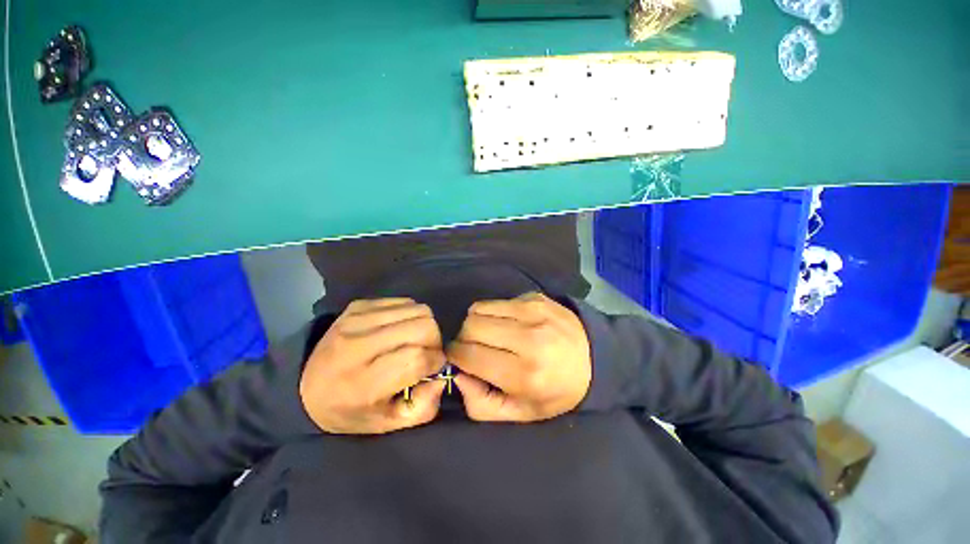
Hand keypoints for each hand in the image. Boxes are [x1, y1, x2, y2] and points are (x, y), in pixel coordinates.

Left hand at [300, 298, 446, 433]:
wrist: (304, 385)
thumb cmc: (348, 410)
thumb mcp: (386, 424)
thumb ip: (423, 407)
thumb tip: (442, 376)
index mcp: (362, 383)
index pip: (417, 358)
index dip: (435, 361)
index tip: (434, 367)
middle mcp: (358, 346)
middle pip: (422, 327)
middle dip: (434, 341)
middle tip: (427, 352)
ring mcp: (356, 319)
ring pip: (417, 309)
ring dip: (425, 326)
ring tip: (414, 340)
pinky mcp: (358, 305)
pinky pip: (404, 301)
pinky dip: (411, 315)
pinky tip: (400, 329)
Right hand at [447, 293, 591, 421]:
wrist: (595, 358)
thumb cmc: (557, 390)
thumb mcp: (521, 413)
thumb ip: (482, 403)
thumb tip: (457, 374)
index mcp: (525, 374)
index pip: (469, 355)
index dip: (455, 356)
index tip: (459, 359)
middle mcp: (529, 338)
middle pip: (470, 327)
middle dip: (464, 339)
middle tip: (475, 347)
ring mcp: (533, 312)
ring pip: (479, 309)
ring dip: (476, 323)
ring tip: (490, 334)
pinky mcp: (535, 297)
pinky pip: (497, 301)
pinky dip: (493, 312)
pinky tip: (508, 324)